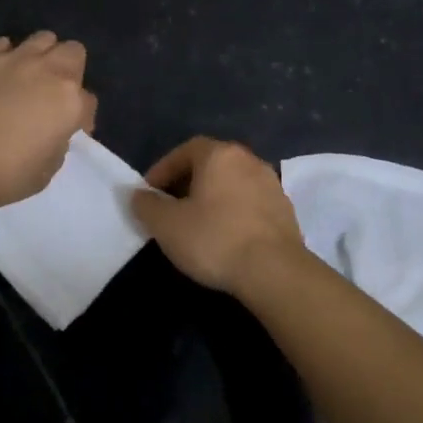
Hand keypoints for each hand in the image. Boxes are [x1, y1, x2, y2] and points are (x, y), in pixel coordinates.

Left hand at [0, 32, 96, 208]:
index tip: (71, 132)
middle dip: (72, 70)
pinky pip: (4, 44)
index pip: (89, 102)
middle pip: (74, 52)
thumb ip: (55, 146)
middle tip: (56, 94)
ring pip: (43, 38)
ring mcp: (14, 60)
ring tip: (31, 75)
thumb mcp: (43, 173)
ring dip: (43, 54)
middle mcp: (48, 72)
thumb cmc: (1, 173)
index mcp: (70, 102)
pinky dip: (6, 55)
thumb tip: (50, 133)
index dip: (83, 119)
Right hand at [131, 137, 305, 294]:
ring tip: (197, 223)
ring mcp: (271, 183)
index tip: (149, 193)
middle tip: (170, 207)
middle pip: (211, 164)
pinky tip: (226, 236)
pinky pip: (250, 201)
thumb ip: (147, 205)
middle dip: (187, 182)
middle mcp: (248, 159)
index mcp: (219, 154)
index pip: (185, 150)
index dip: (163, 169)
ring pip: (232, 182)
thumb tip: (138, 194)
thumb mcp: (167, 225)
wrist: (275, 271)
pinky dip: (233, 211)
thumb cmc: (215, 239)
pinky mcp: (285, 208)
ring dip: (212, 197)